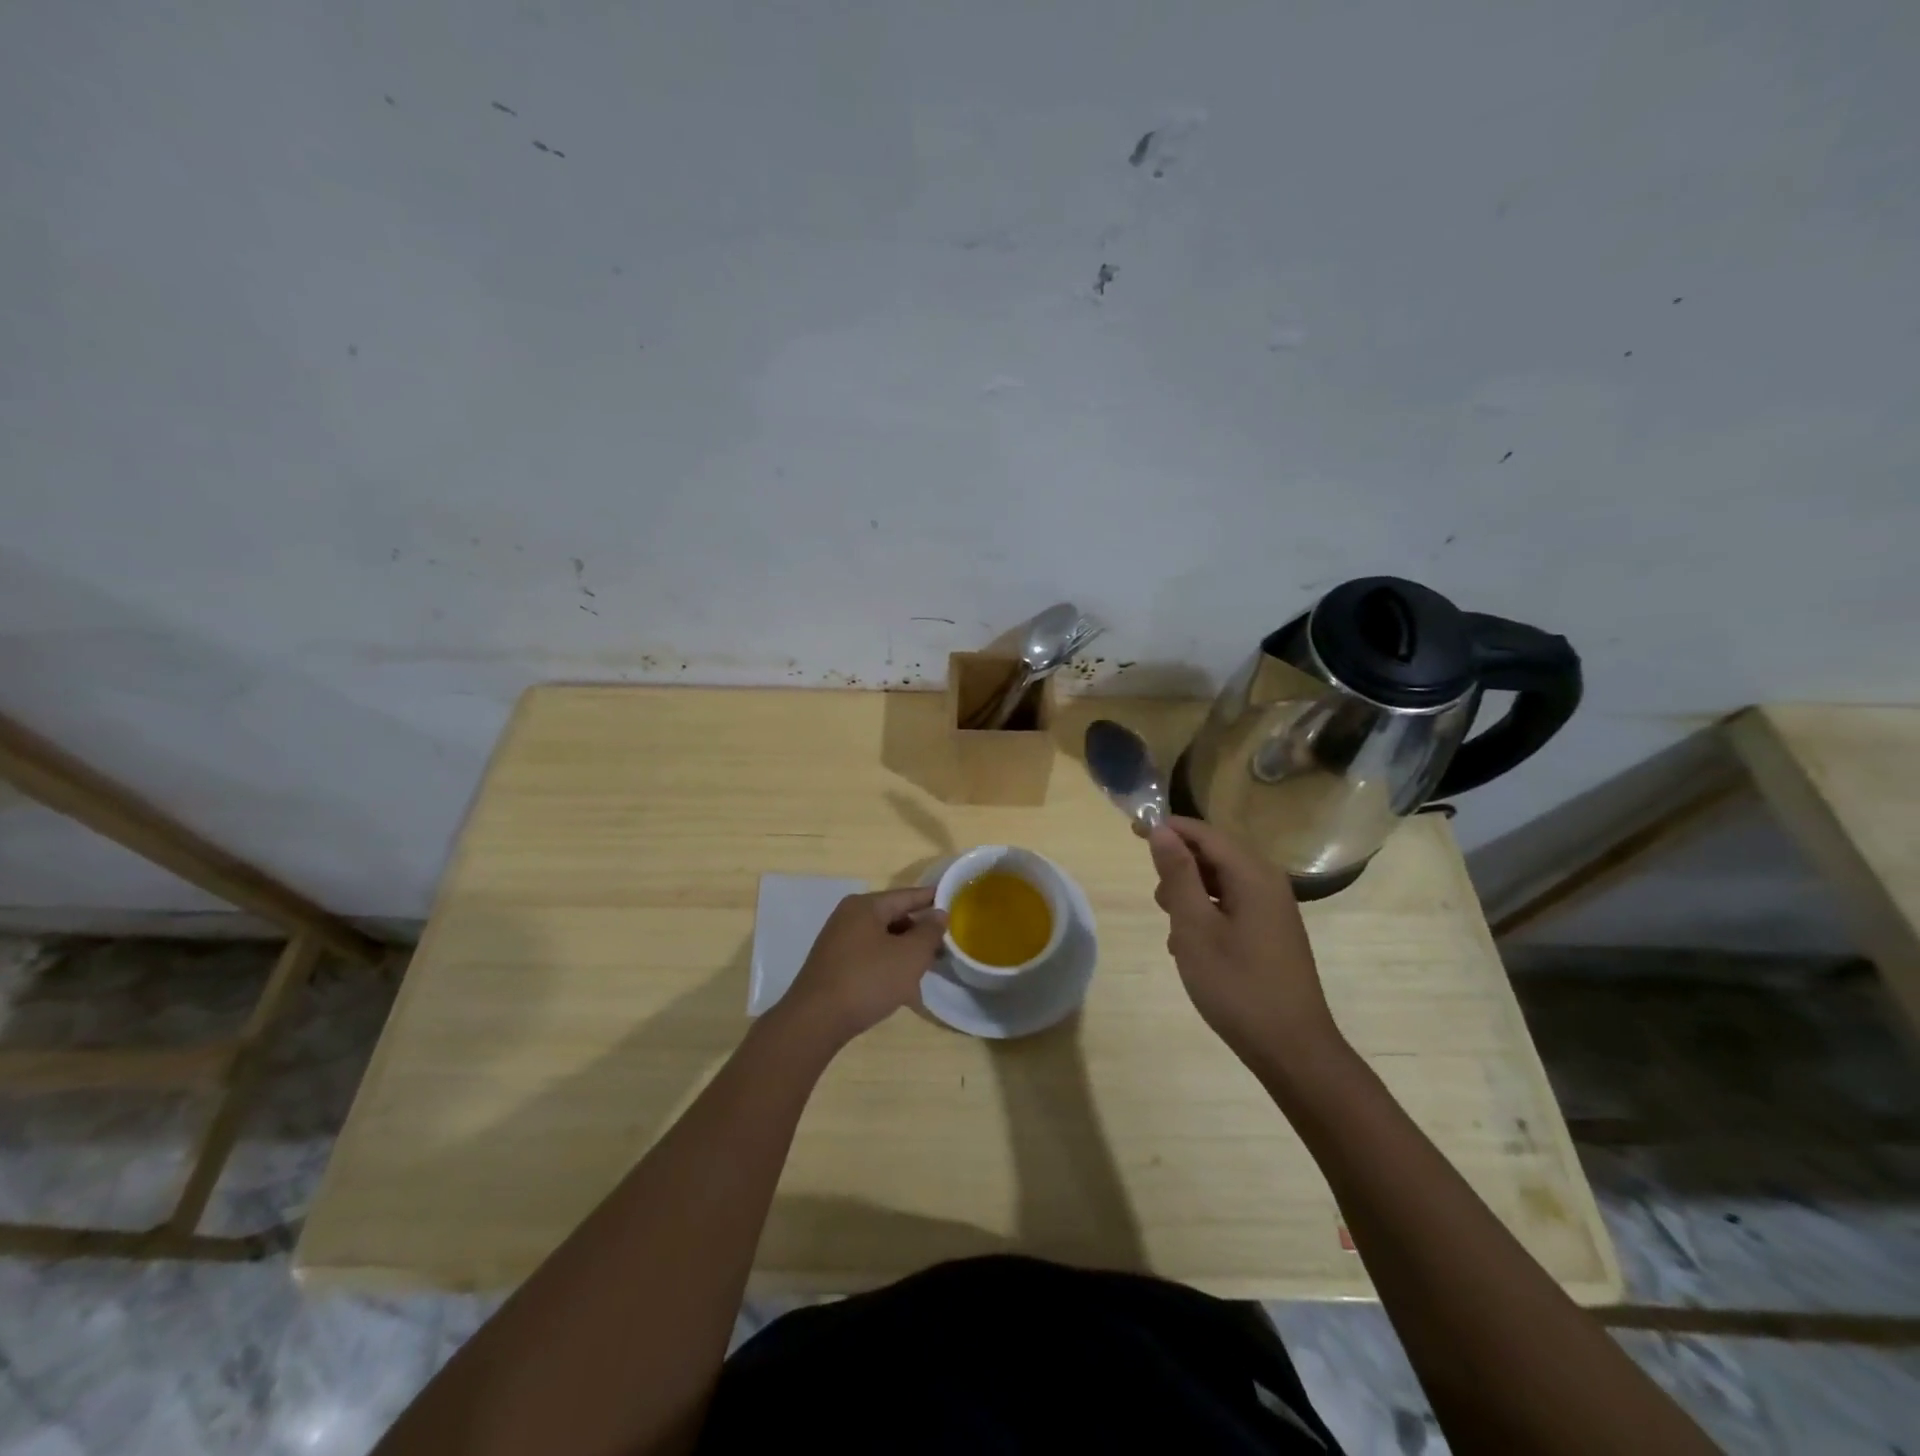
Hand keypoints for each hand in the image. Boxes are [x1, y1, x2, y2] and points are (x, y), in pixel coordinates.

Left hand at [780, 887, 948, 1045]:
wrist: (815, 1021)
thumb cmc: (867, 980)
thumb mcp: (910, 956)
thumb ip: (929, 932)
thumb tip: (938, 914)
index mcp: (865, 906)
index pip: (907, 895)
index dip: (932, 899)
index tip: (955, 903)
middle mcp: (849, 917)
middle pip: (894, 917)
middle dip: (919, 931)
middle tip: (945, 945)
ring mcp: (838, 942)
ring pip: (882, 940)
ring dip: (905, 952)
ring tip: (927, 968)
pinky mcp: (834, 966)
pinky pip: (870, 958)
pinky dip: (888, 966)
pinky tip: (902, 988)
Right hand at [1146, 817, 1341, 1061]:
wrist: (1292, 1049)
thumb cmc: (1237, 984)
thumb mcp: (1195, 927)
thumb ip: (1178, 874)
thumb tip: (1161, 830)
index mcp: (1252, 874)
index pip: (1204, 833)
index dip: (1168, 828)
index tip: (1131, 831)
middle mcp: (1268, 882)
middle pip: (1215, 853)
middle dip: (1179, 864)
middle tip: (1156, 897)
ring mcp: (1273, 909)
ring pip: (1221, 881)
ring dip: (1190, 892)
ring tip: (1171, 924)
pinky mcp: (1272, 932)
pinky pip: (1232, 904)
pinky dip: (1206, 912)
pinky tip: (1191, 944)